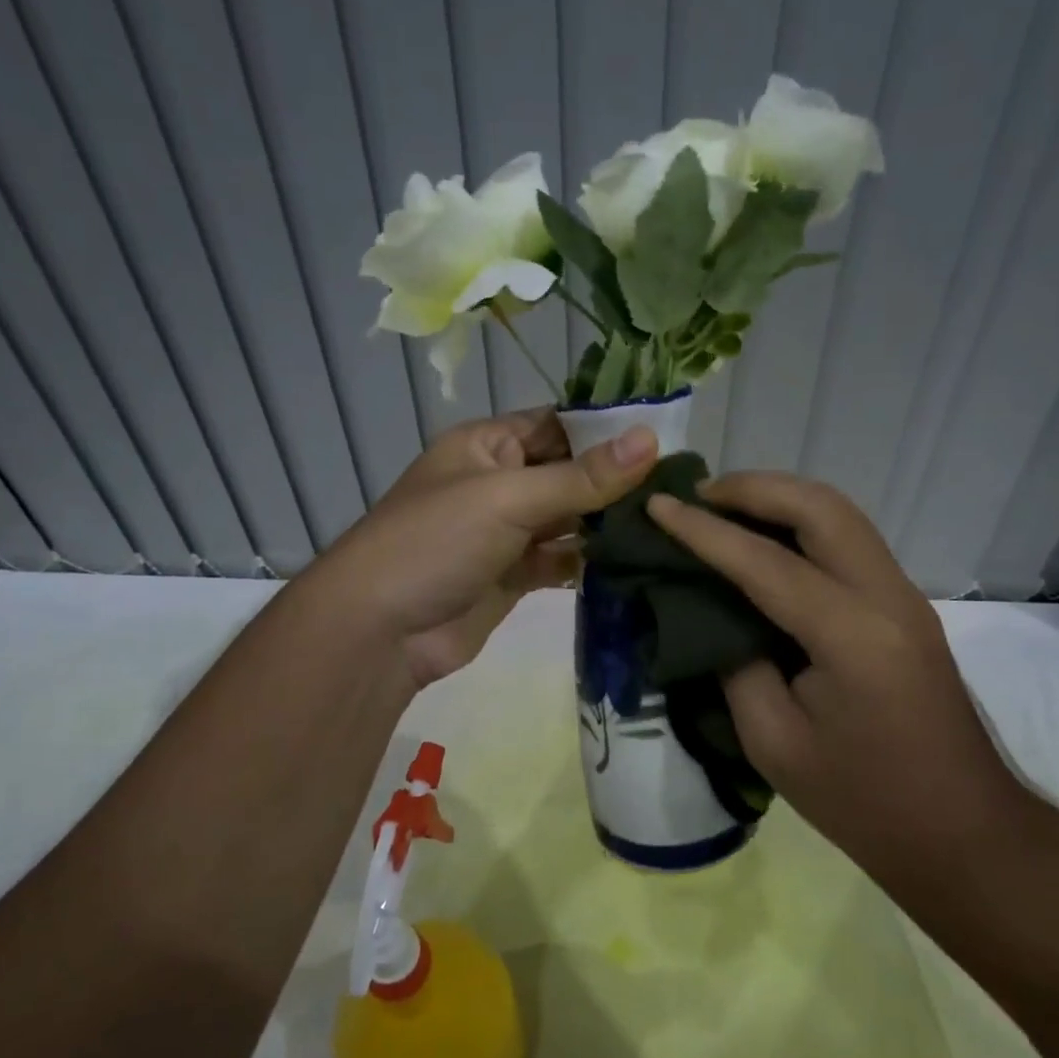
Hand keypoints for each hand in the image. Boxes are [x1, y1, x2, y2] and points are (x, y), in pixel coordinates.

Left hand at [307, 408, 657, 687]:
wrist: (379, 633)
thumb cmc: (436, 542)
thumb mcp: (508, 498)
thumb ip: (581, 476)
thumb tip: (651, 439)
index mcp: (487, 446)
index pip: (556, 424)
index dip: (606, 429)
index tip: (666, 436)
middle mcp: (498, 483)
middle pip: (567, 472)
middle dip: (615, 479)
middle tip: (679, 485)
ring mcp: (505, 532)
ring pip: (567, 519)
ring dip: (607, 522)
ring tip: (666, 521)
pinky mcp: (513, 576)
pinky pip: (560, 560)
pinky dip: (590, 561)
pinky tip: (633, 561)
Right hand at [647, 472, 1024, 880]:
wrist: (963, 833)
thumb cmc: (863, 802)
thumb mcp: (774, 742)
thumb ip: (737, 665)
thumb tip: (714, 615)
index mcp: (851, 637)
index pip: (765, 562)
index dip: (703, 531)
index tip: (657, 505)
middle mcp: (886, 597)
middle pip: (819, 506)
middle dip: (753, 488)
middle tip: (697, 495)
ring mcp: (904, 596)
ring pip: (840, 513)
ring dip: (780, 497)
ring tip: (724, 506)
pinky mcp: (905, 605)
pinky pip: (849, 538)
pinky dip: (802, 521)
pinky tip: (766, 539)